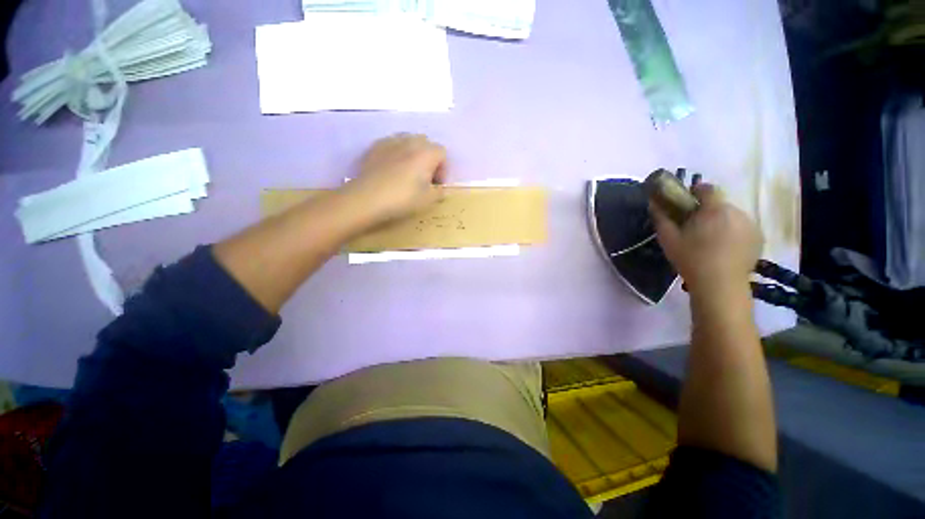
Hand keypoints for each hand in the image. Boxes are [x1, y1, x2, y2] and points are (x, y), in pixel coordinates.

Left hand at [341, 134, 446, 226]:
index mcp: (426, 153)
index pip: (442, 153)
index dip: (443, 169)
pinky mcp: (375, 147)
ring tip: (407, 171)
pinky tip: (390, 169)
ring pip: (407, 141)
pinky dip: (395, 153)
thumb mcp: (428, 200)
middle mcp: (410, 142)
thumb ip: (440, 192)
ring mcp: (391, 142)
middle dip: (428, 158)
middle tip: (424, 177)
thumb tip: (440, 188)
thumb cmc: (403, 198)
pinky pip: (391, 145)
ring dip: (412, 153)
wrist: (368, 198)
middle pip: (426, 143)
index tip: (436, 184)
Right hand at [651, 183, 762, 294]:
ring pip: (732, 216)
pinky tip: (723, 248)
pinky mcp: (758, 238)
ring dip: (720, 221)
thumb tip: (654, 203)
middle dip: (707, 211)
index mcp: (714, 209)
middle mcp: (737, 211)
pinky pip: (742, 227)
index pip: (707, 188)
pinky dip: (733, 232)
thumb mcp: (668, 239)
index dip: (695, 191)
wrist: (720, 285)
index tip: (685, 202)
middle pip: (720, 203)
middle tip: (694, 227)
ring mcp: (751, 225)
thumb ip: (661, 218)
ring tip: (709, 239)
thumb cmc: (691, 259)